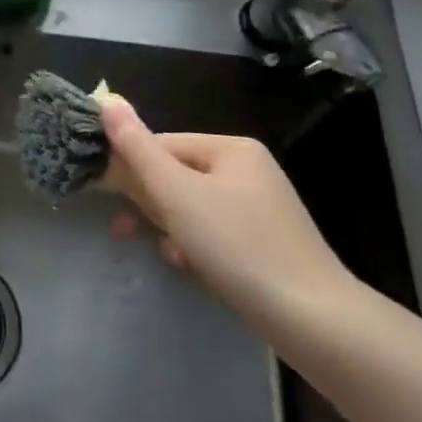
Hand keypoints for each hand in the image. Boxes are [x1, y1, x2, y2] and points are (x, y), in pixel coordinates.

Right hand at [101, 96, 357, 325]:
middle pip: (177, 176)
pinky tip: (192, 268)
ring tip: (170, 254)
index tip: (110, 200)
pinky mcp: (265, 245)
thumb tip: (107, 99)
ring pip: (192, 208)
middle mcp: (249, 170)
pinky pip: (214, 234)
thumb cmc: (238, 246)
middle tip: (125, 230)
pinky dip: (196, 248)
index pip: (162, 145)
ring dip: (171, 228)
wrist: (314, 322)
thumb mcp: (176, 193)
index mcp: (232, 148)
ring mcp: (261, 209)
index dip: (132, 170)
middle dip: (151, 204)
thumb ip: (137, 147)